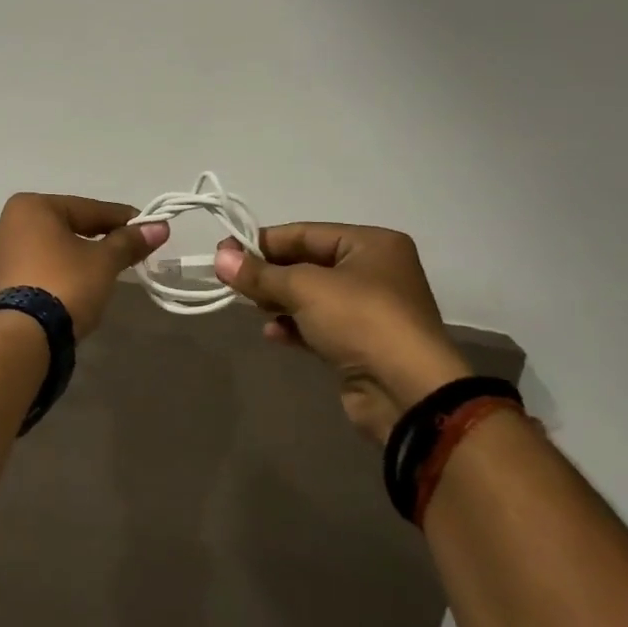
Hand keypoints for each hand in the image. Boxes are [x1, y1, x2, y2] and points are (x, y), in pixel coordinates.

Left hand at [0, 194, 168, 340]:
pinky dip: (59, 270)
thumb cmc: (65, 284)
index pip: (88, 209)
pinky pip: (38, 265)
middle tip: (130, 249)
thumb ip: (129, 242)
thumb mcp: (103, 262)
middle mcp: (9, 222)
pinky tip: (78, 283)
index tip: (149, 228)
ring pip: (51, 247)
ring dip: (78, 254)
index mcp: (31, 206)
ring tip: (106, 269)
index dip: (122, 220)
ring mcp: (0, 252)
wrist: (23, 336)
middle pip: (67, 225)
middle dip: (99, 237)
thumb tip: (161, 227)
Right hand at [213, 224, 472, 442]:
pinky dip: (294, 326)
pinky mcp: (362, 343)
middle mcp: (375, 271)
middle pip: (307, 263)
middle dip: (269, 273)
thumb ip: (259, 273)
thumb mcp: (304, 288)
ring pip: (311, 296)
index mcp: (371, 244)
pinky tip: (272, 333)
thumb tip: (219, 258)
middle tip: (231, 281)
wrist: (408, 393)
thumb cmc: (360, 320)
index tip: (224, 253)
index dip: (262, 242)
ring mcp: (370, 310)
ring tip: (252, 307)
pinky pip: (319, 325)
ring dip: (279, 300)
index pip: (305, 233)